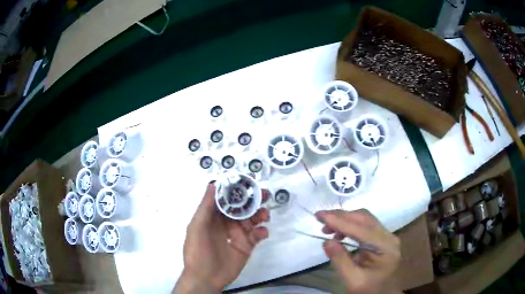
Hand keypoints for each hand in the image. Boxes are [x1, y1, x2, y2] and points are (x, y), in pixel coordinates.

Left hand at [174, 183, 269, 292]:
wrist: (206, 277)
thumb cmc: (197, 250)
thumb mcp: (197, 227)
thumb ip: (206, 206)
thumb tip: (213, 184)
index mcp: (214, 216)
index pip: (227, 198)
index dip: (237, 188)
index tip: (248, 179)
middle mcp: (227, 223)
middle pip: (243, 207)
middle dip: (253, 199)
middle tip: (265, 194)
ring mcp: (238, 234)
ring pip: (252, 219)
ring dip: (260, 214)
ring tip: (264, 215)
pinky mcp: (247, 246)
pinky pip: (257, 235)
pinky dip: (262, 232)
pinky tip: (261, 233)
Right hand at [315, 209, 401, 293]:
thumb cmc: (368, 289)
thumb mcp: (352, 280)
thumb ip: (340, 261)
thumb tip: (327, 241)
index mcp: (386, 248)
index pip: (362, 230)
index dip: (341, 222)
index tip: (321, 216)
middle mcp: (389, 237)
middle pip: (365, 219)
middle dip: (342, 216)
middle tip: (320, 218)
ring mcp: (386, 236)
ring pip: (364, 219)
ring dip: (345, 219)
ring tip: (327, 228)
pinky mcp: (380, 238)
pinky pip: (364, 225)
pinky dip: (349, 225)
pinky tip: (339, 234)